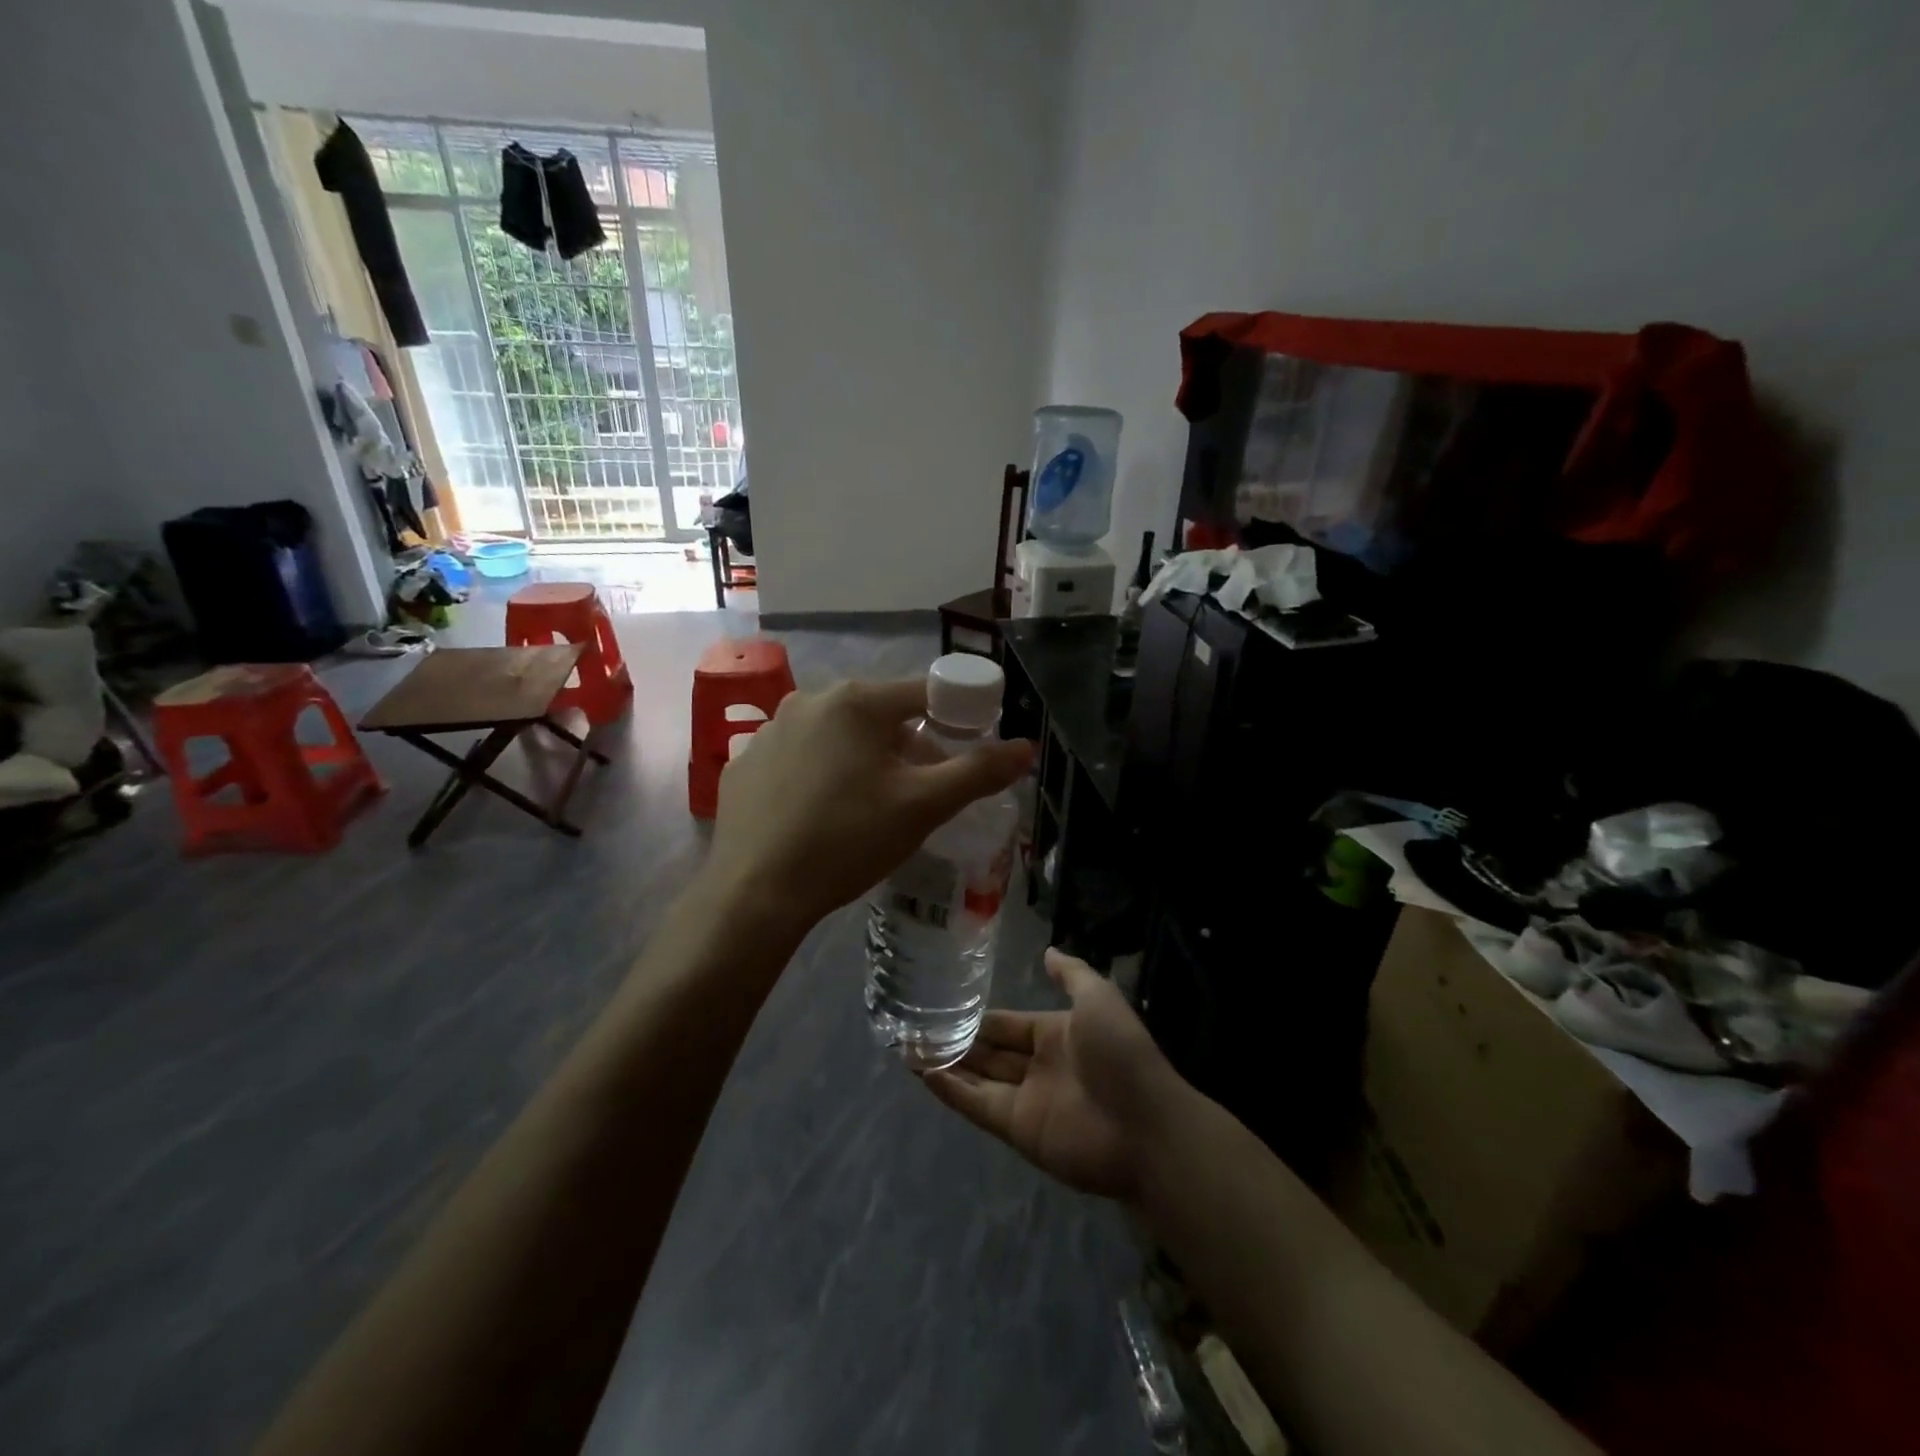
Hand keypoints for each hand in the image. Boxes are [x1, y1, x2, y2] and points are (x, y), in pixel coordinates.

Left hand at [706, 677, 1032, 937]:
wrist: (756, 893)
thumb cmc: (848, 839)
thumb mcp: (923, 806)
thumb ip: (978, 772)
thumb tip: (1026, 748)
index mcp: (856, 700)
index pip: (925, 693)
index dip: (955, 718)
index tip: (965, 753)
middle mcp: (809, 700)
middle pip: (879, 715)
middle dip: (907, 746)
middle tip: (917, 793)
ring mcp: (770, 730)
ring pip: (837, 735)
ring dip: (862, 760)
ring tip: (868, 809)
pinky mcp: (745, 763)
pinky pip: (798, 758)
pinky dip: (819, 775)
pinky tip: (819, 816)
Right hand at [921, 950, 1185, 1200]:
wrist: (1145, 1126)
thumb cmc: (1121, 1053)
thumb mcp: (1099, 998)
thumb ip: (1072, 974)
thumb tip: (1048, 951)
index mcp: (1056, 1034)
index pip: (1008, 1024)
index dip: (979, 1017)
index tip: (943, 1004)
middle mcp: (1038, 1066)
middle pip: (989, 1051)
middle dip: (957, 1040)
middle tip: (914, 1026)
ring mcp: (1026, 1099)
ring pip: (978, 1077)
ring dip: (947, 1064)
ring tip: (908, 1047)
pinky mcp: (1017, 1129)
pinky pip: (978, 1105)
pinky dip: (951, 1090)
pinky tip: (923, 1073)